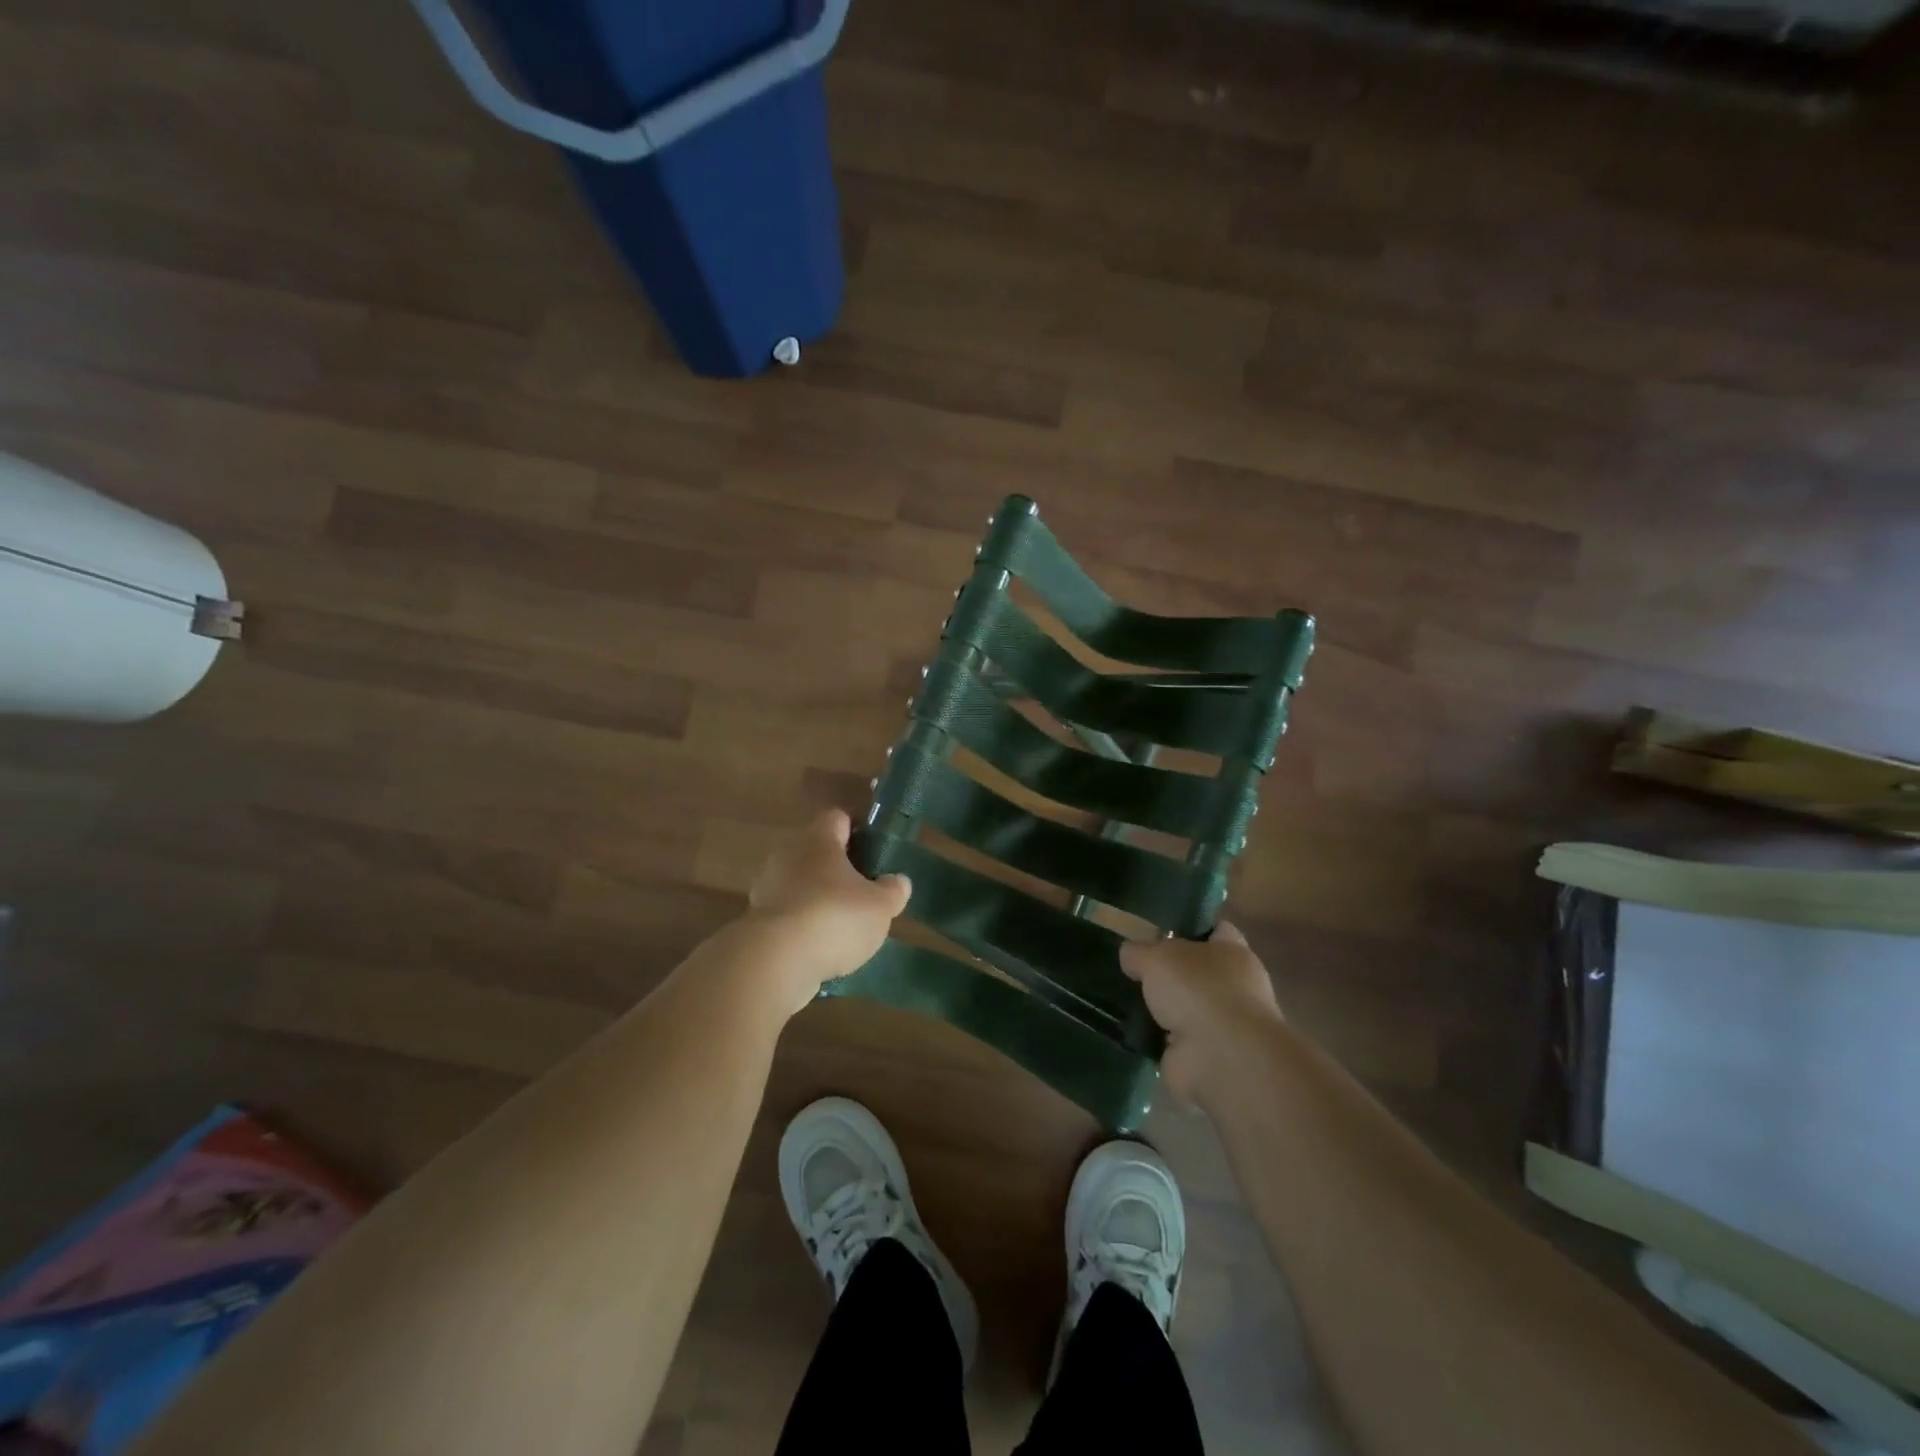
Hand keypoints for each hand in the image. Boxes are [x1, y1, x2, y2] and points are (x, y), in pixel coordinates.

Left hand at [745, 809, 911, 1010]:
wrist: (776, 961)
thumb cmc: (835, 918)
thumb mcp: (880, 906)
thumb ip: (892, 890)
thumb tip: (898, 881)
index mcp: (818, 840)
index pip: (837, 819)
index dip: (857, 831)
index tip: (873, 850)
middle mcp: (788, 855)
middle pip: (816, 852)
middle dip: (837, 869)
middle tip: (862, 891)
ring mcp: (767, 888)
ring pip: (799, 884)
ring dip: (818, 898)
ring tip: (843, 925)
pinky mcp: (756, 921)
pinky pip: (787, 914)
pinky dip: (802, 926)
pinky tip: (820, 947)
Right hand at [1120, 922, 1283, 1102]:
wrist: (1220, 1059)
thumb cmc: (1198, 991)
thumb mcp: (1156, 957)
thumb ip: (1139, 951)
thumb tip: (1130, 955)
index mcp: (1233, 954)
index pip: (1217, 930)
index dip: (1192, 927)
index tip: (1160, 928)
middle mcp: (1234, 987)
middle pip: (1197, 971)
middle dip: (1169, 971)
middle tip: (1132, 966)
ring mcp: (1222, 1025)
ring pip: (1185, 1007)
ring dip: (1161, 1008)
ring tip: (1122, 998)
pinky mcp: (1205, 1057)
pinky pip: (1173, 1040)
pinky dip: (1155, 1038)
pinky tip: (1128, 1029)